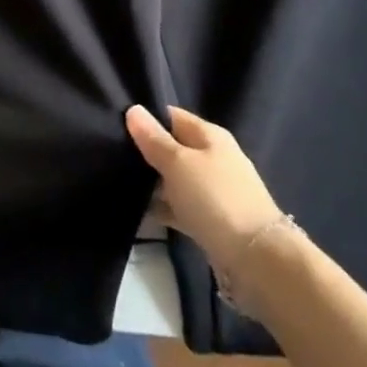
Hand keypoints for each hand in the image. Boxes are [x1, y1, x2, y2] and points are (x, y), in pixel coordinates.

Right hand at [126, 105, 283, 266]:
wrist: (255, 257)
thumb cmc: (214, 198)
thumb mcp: (177, 162)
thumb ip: (154, 138)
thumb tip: (133, 109)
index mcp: (210, 136)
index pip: (172, 116)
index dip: (145, 118)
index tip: (115, 124)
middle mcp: (213, 158)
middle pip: (173, 147)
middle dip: (145, 152)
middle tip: (111, 153)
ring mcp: (213, 189)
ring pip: (175, 178)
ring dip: (152, 182)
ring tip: (118, 181)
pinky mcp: (211, 218)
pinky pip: (180, 205)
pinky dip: (163, 208)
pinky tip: (139, 211)